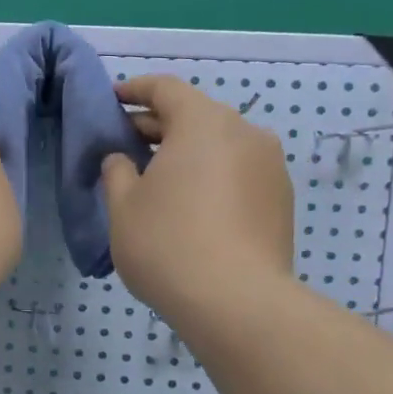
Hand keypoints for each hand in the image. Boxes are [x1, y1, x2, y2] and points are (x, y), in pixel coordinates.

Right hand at [101, 76, 294, 319]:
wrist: (239, 304)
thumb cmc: (168, 243)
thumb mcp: (123, 205)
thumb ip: (117, 171)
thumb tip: (123, 159)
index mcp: (203, 123)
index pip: (165, 89)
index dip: (134, 90)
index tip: (112, 99)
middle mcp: (244, 133)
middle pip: (195, 115)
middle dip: (157, 125)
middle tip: (124, 143)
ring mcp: (269, 167)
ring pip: (219, 144)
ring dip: (185, 151)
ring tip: (155, 176)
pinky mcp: (281, 200)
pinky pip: (236, 171)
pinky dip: (209, 174)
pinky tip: (187, 203)